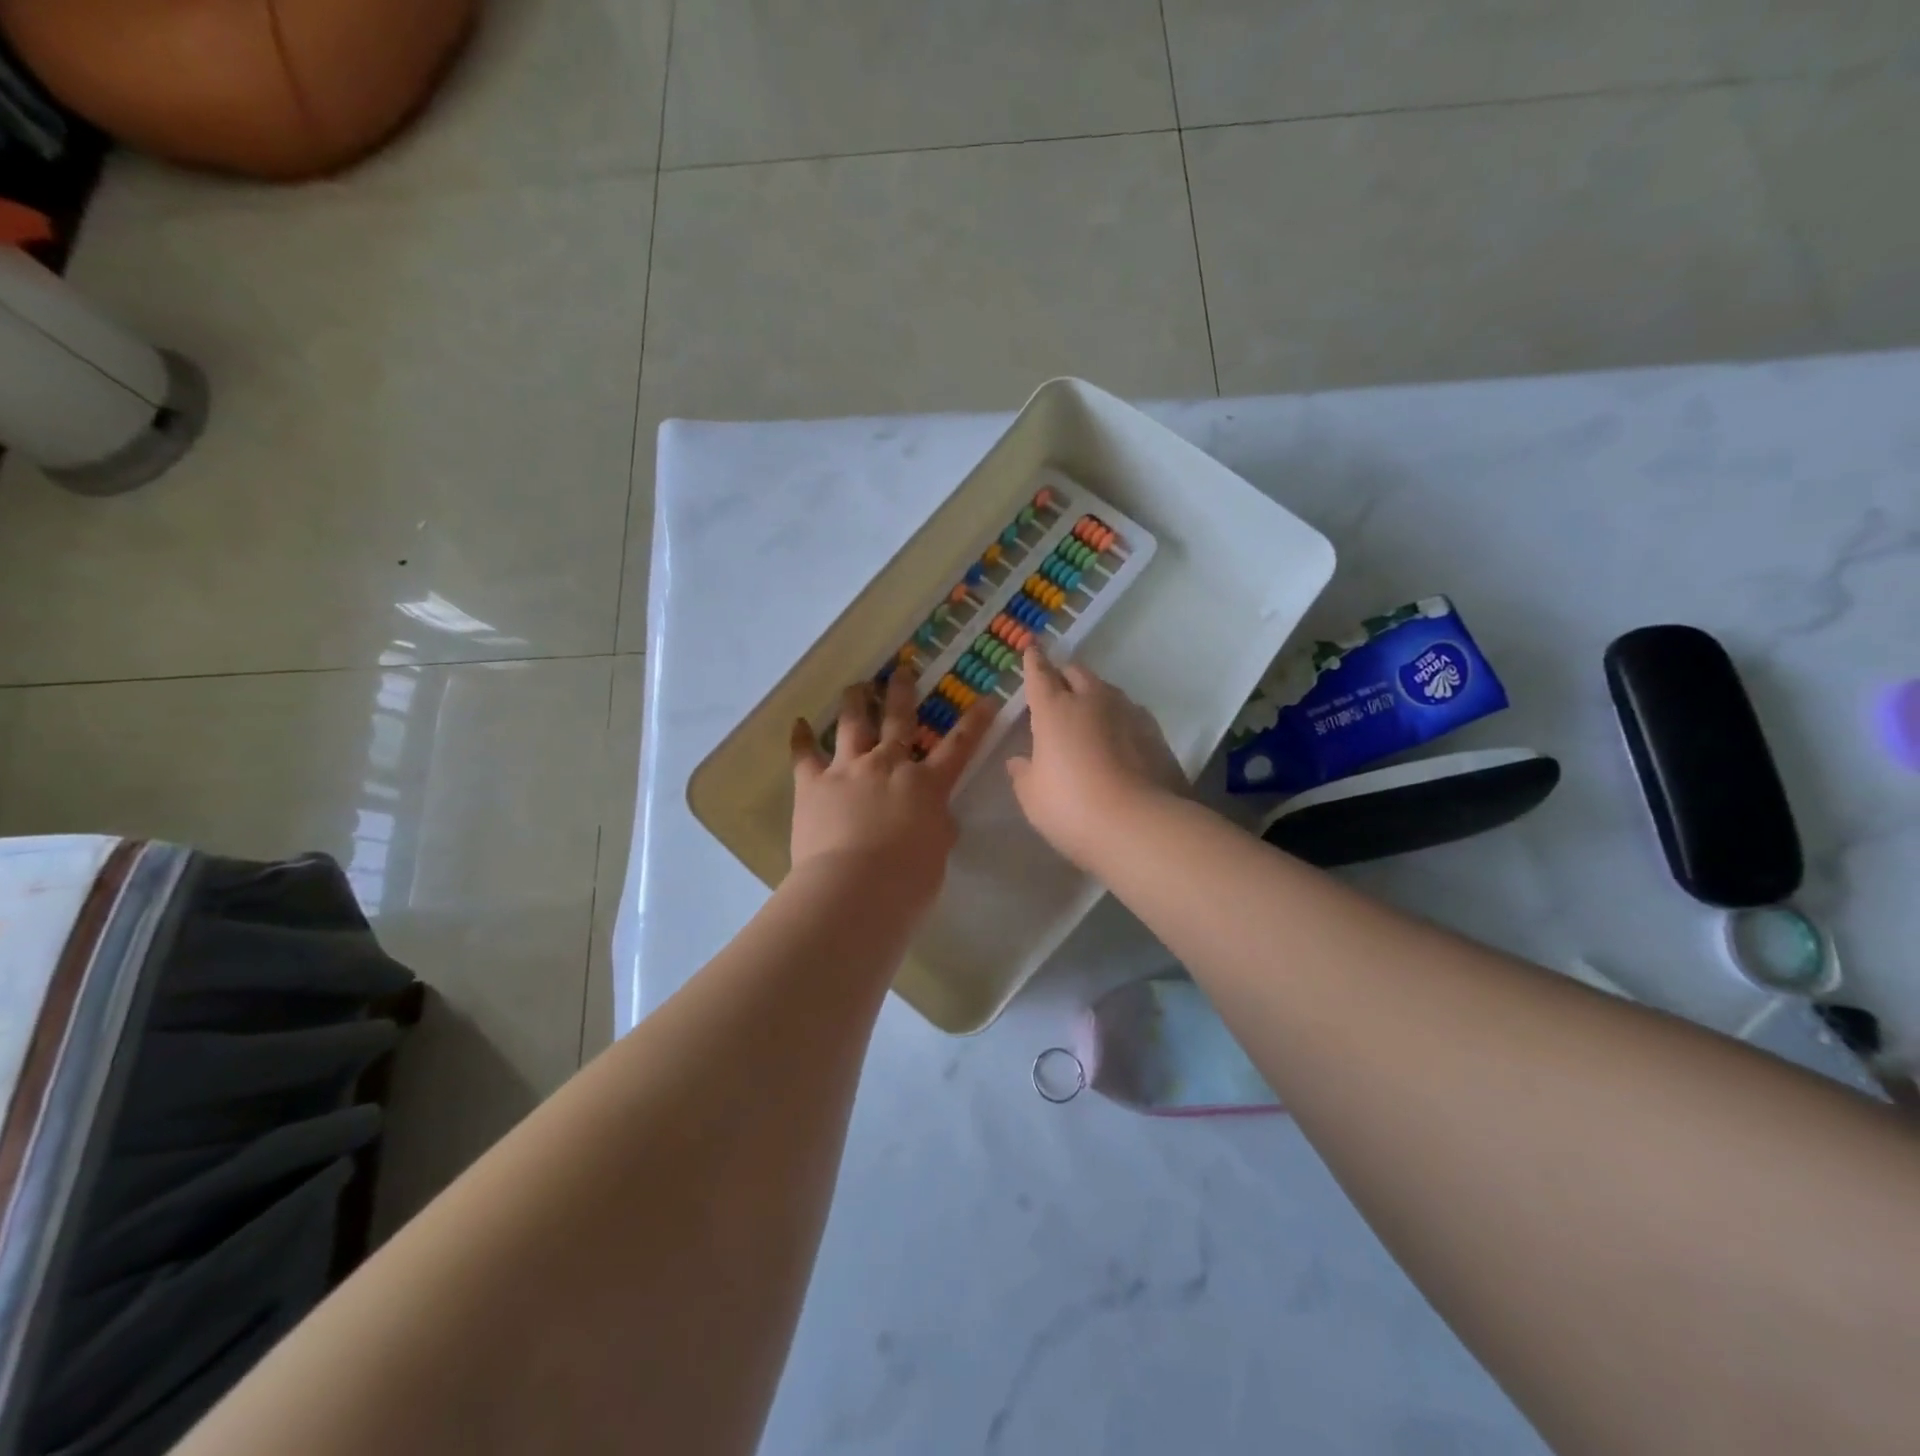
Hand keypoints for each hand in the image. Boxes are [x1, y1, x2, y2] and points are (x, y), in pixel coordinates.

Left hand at [789, 670, 997, 906]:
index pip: (959, 747)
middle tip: (902, 670)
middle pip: (898, 720)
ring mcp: (849, 769)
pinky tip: (798, 724)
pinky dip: (801, 738)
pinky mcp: (813, 783)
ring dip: (855, 701)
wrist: (855, 887)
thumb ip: (937, 827)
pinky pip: (804, 754)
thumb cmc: (908, 879)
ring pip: (852, 724)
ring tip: (856, 686)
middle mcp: (889, 765)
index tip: (986, 698)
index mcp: (927, 784)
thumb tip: (934, 816)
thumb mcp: (938, 852)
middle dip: (902, 692)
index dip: (975, 722)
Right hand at [1006, 648, 1185, 868]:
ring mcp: (1129, 714)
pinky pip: (1131, 714)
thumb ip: (1024, 774)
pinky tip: (1118, 738)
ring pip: (1107, 691)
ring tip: (1088, 713)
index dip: (1033, 661)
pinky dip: (1119, 719)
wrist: (1140, 825)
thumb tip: (1019, 761)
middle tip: (1057, 686)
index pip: (1040, 675)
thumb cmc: (1072, 808)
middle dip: (1064, 675)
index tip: (1032, 648)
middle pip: (1077, 674)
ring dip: (1094, 695)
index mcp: (1055, 711)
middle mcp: (1092, 702)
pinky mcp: (1156, 735)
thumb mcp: (1033, 797)